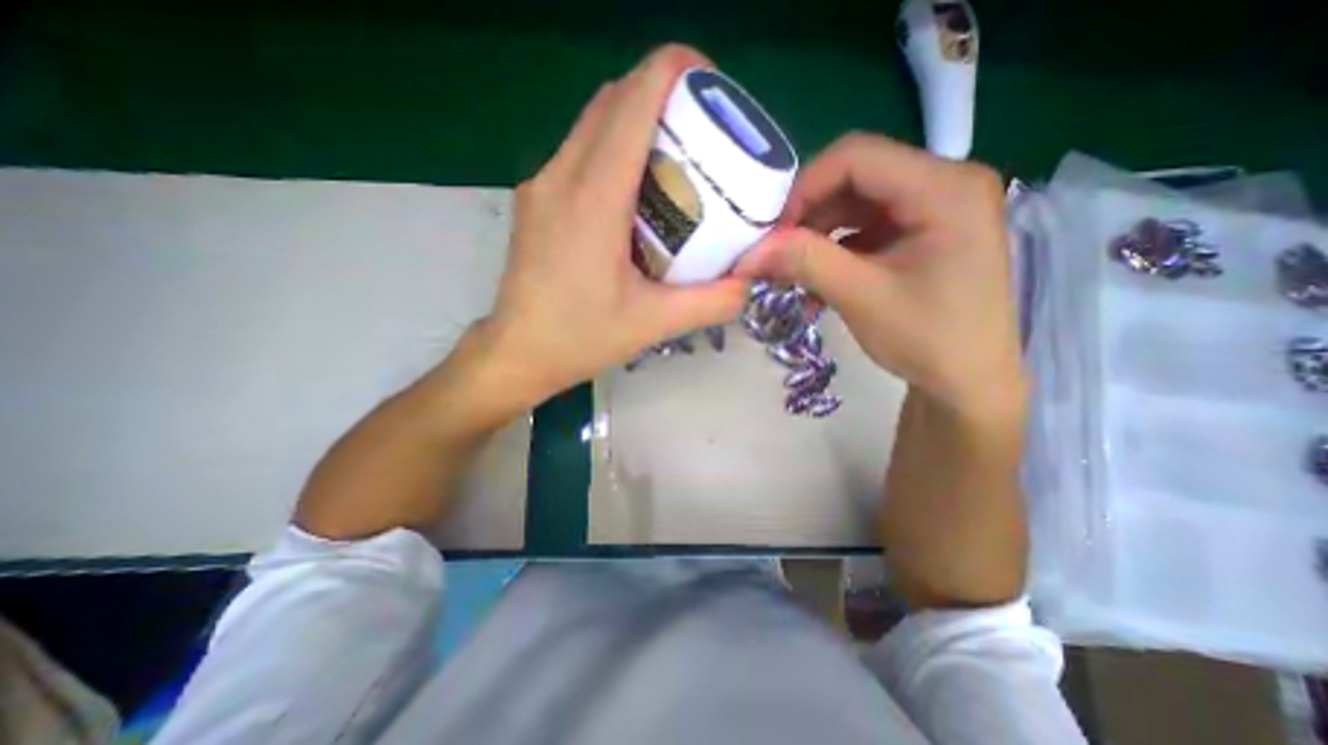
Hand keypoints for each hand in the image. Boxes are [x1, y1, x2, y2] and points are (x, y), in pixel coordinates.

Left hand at [481, 42, 751, 408]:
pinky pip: (578, 152)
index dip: (675, 70)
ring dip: (635, 121)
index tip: (712, 84)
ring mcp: (541, 184)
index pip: (634, 100)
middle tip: (702, 130)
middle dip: (662, 95)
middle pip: (613, 100)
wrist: (517, 353)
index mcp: (593, 197)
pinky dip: (613, 148)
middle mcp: (561, 175)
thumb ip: (712, 301)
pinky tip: (635, 191)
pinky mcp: (536, 200)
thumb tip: (749, 281)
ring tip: (674, 158)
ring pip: (593, 123)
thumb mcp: (655, 323)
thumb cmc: (581, 337)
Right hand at [732, 130, 1019, 415]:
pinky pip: (868, 223)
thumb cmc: (928, 339)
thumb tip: (749, 252)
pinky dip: (837, 246)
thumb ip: (805, 262)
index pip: (857, 156)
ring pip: (857, 200)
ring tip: (794, 268)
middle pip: (857, 176)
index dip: (805, 188)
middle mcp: (946, 182)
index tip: (774, 232)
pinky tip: (820, 275)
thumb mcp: (861, 297)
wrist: (968, 381)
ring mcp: (936, 206)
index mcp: (945, 188)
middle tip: (778, 252)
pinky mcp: (924, 230)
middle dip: (809, 213)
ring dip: (819, 232)